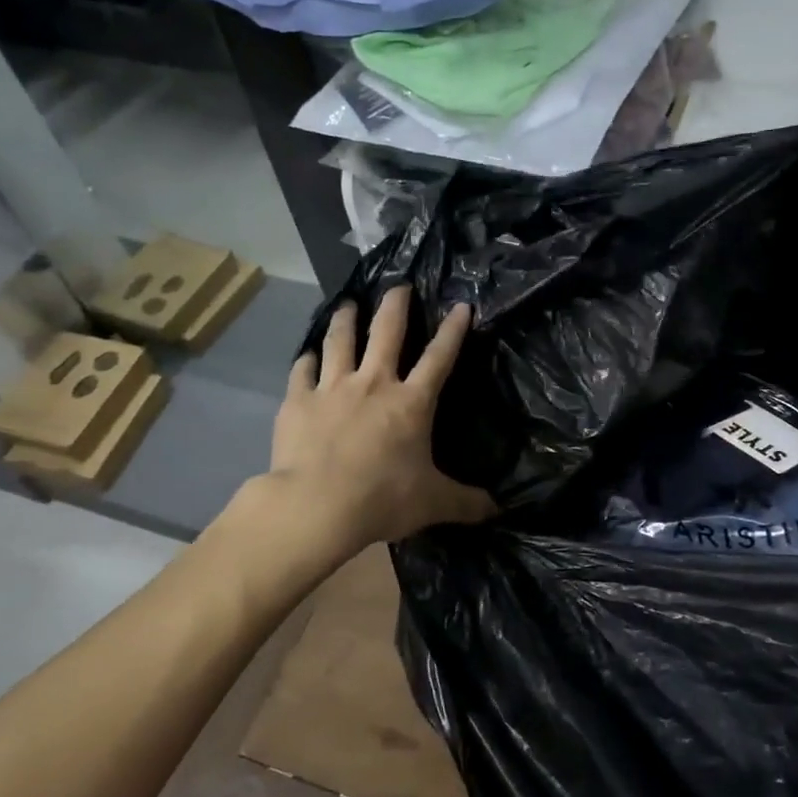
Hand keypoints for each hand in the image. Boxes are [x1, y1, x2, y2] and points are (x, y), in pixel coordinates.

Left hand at [269, 287, 495, 553]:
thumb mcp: (433, 503)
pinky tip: (307, 356)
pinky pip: (302, 371)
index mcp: (411, 403)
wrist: (317, 505)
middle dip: (395, 304)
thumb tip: (499, 510)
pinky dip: (306, 361)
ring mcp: (332, 388)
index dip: (453, 331)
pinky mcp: (298, 401)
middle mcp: (374, 384)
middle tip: (399, 286)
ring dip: (346, 319)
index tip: (462, 306)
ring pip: (340, 341)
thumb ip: (466, 503)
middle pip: (386, 331)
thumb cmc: (382, 499)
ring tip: (347, 304)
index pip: (439, 358)